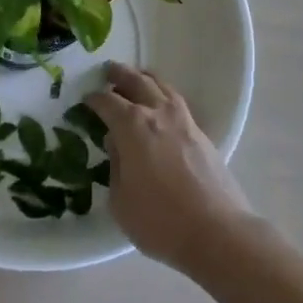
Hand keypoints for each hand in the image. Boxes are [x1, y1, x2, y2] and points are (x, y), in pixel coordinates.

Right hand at [87, 64, 254, 273]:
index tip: (86, 99)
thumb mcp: (121, 200)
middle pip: (137, 82)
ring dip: (146, 79)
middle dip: (120, 75)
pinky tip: (162, 105)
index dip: (94, 99)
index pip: (108, 102)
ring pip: (162, 87)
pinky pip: (177, 102)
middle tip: (109, 71)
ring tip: (137, 77)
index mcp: (132, 126)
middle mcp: (158, 114)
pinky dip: (164, 95)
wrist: (216, 231)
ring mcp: (184, 121)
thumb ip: (115, 166)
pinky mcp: (202, 134)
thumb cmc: (160, 220)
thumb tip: (117, 145)